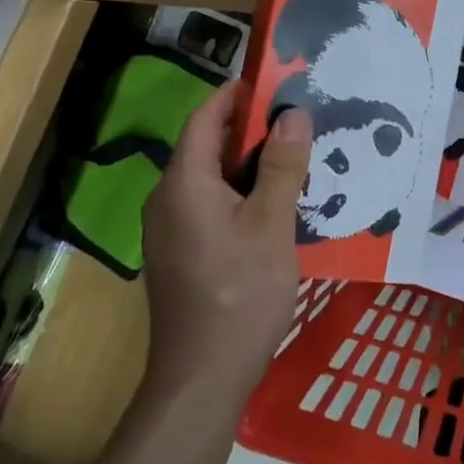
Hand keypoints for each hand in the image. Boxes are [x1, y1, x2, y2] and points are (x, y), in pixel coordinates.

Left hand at [141, 81, 309, 401]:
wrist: (201, 381)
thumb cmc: (239, 295)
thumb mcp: (271, 226)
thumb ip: (282, 166)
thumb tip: (292, 113)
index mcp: (183, 184)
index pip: (204, 118)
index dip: (235, 95)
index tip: (274, 82)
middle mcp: (167, 200)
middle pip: (205, 146)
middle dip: (249, 128)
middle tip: (296, 120)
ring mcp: (170, 230)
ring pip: (209, 178)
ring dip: (247, 163)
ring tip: (293, 157)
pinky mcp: (180, 254)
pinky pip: (208, 204)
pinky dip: (239, 192)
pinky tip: (274, 204)